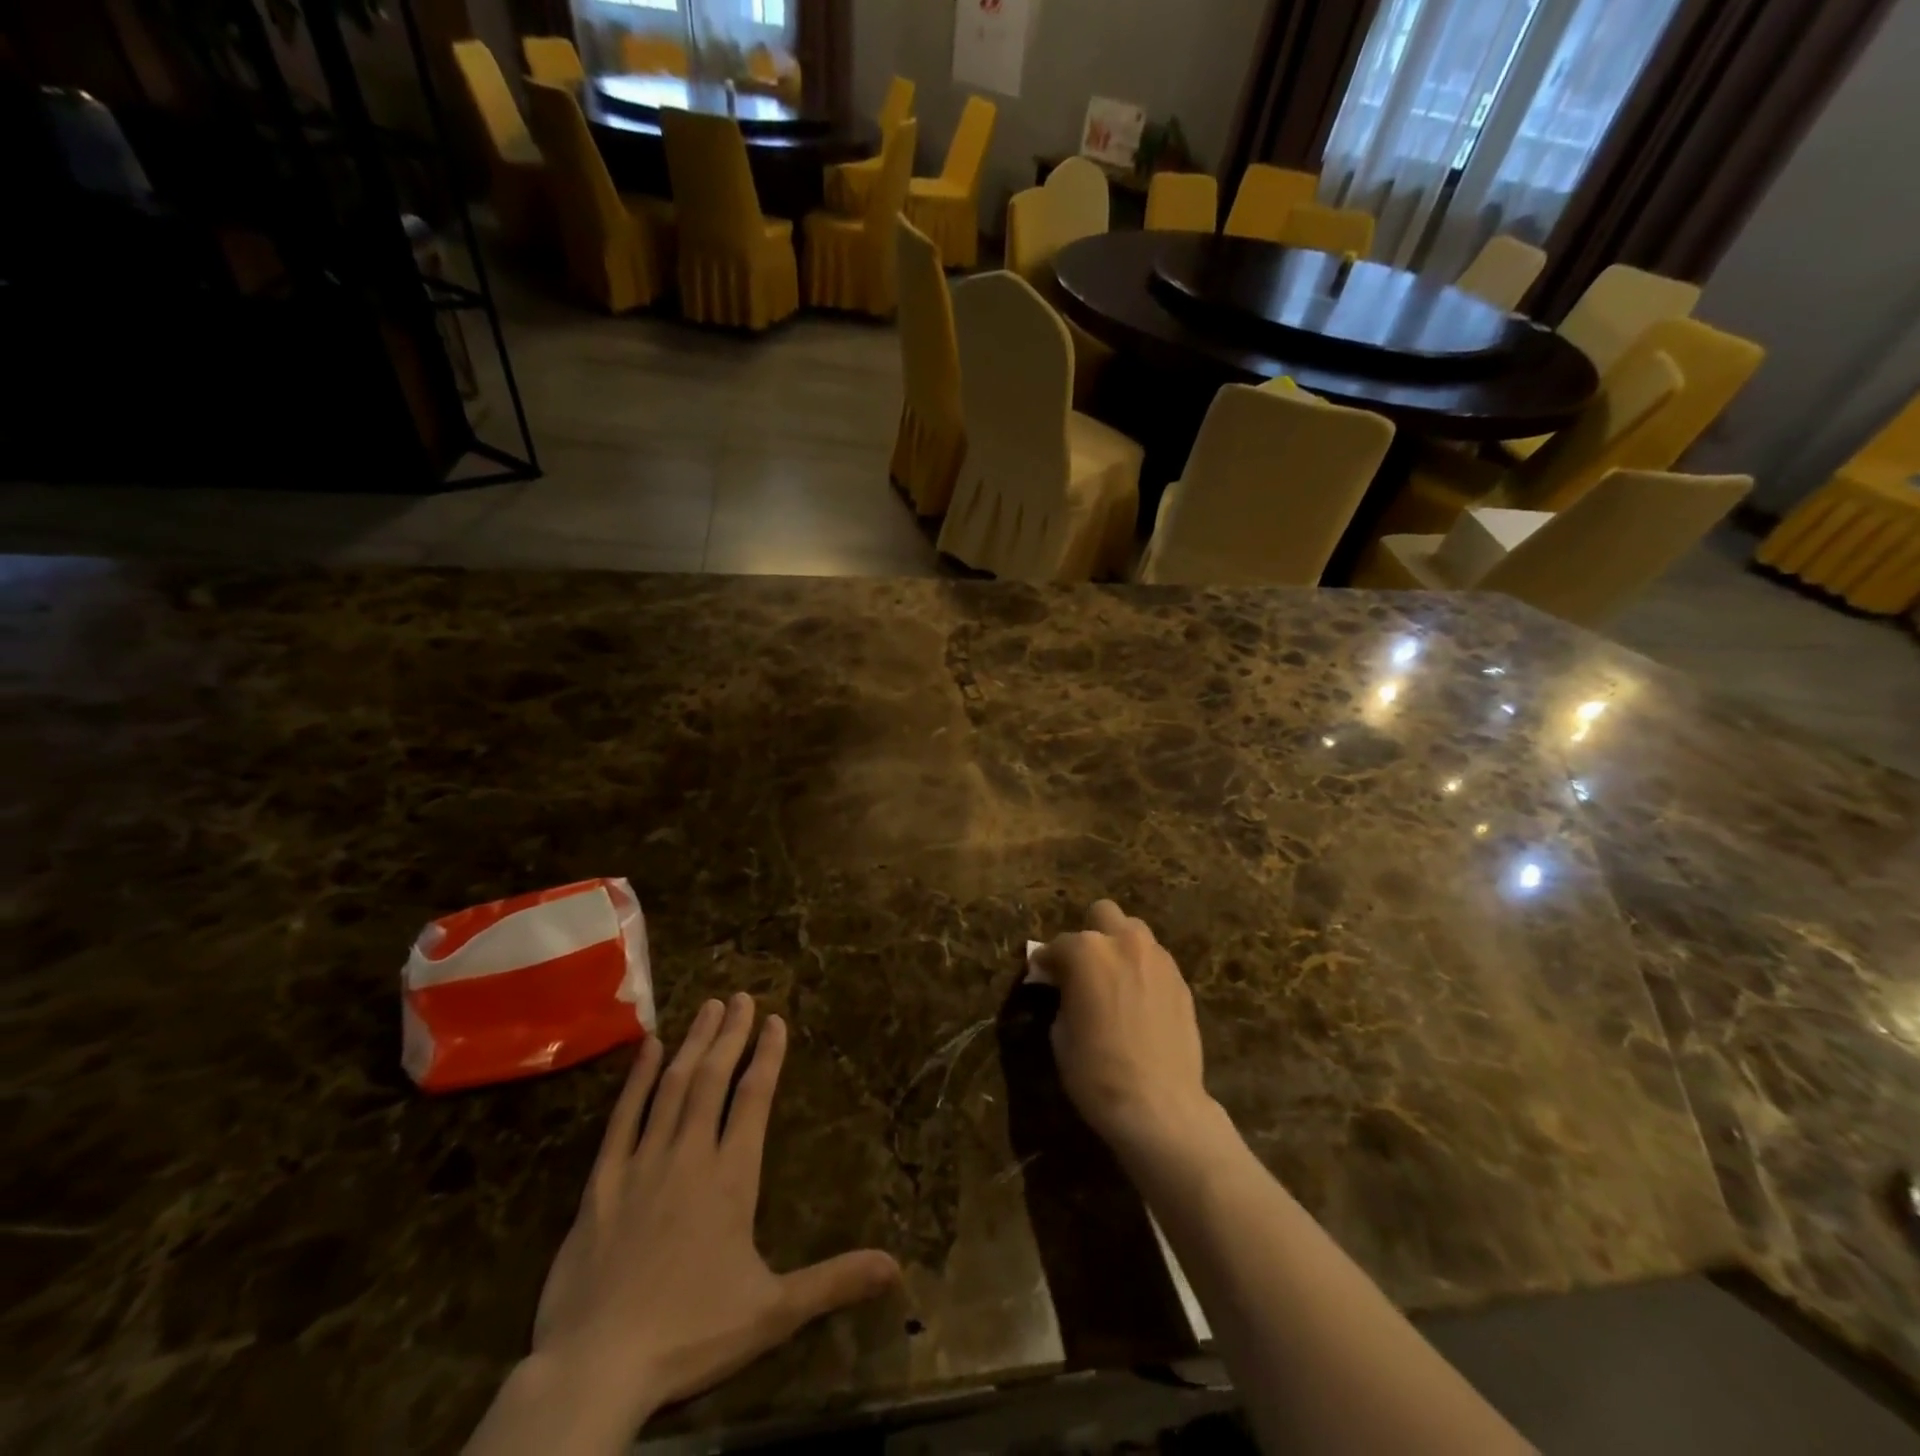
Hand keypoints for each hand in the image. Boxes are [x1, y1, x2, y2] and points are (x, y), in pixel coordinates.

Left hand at [471, 995, 900, 1454]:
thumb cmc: (690, 1334)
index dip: (768, 1055)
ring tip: (708, 1007)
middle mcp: (689, 1155)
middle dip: (730, 1035)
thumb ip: (834, 1281)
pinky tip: (649, 1047)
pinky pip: (623, 1118)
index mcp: (731, 1177)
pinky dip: (637, 1079)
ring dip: (693, 1044)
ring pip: (671, 1087)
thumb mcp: (773, 1313)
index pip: (755, 1098)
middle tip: (741, 996)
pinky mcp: (601, 1183)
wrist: (595, 1367)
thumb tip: (896, 1268)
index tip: (775, 1019)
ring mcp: (642, 1164)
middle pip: (712, 1079)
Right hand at [1034, 901, 1213, 1153]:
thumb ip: (1063, 995)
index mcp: (1087, 951)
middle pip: (1103, 914)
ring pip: (1134, 932)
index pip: (1058, 945)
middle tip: (1083, 968)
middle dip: (1090, 934)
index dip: (1047, 962)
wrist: (1159, 1106)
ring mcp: (1158, 959)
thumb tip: (1065, 988)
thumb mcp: (1060, 1033)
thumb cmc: (1096, 1071)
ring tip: (1114, 982)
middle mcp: (1124, 942)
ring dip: (1119, 948)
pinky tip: (1138, 1001)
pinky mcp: (1181, 980)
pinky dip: (1142, 970)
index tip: (1043, 977)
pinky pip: (1155, 961)